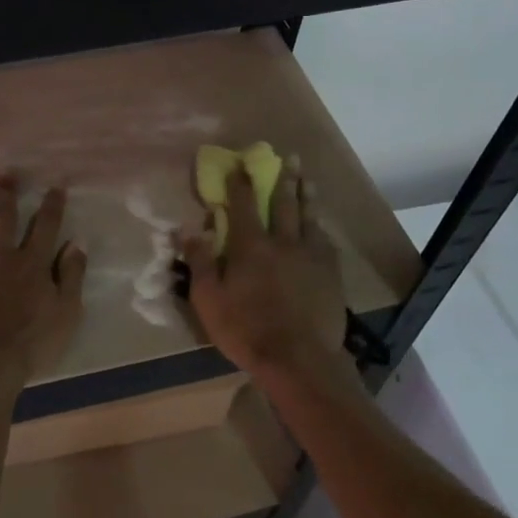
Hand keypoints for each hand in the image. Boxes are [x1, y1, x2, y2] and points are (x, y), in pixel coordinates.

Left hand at [0, 171, 86, 381]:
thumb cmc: (31, 343)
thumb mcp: (66, 312)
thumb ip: (71, 275)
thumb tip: (76, 243)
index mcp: (32, 262)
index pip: (45, 226)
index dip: (51, 204)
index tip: (55, 186)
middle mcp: (1, 255)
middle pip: (4, 217)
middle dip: (6, 192)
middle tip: (5, 173)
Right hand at [180, 163, 346, 375]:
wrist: (299, 360)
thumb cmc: (246, 330)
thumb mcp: (209, 300)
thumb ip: (200, 262)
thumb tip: (188, 229)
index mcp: (251, 246)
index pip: (244, 204)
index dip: (239, 182)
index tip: (238, 163)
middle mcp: (283, 242)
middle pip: (284, 203)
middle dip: (283, 178)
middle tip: (288, 157)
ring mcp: (311, 257)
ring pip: (309, 217)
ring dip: (306, 195)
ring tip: (307, 178)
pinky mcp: (330, 274)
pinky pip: (325, 241)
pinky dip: (320, 227)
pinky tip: (321, 225)